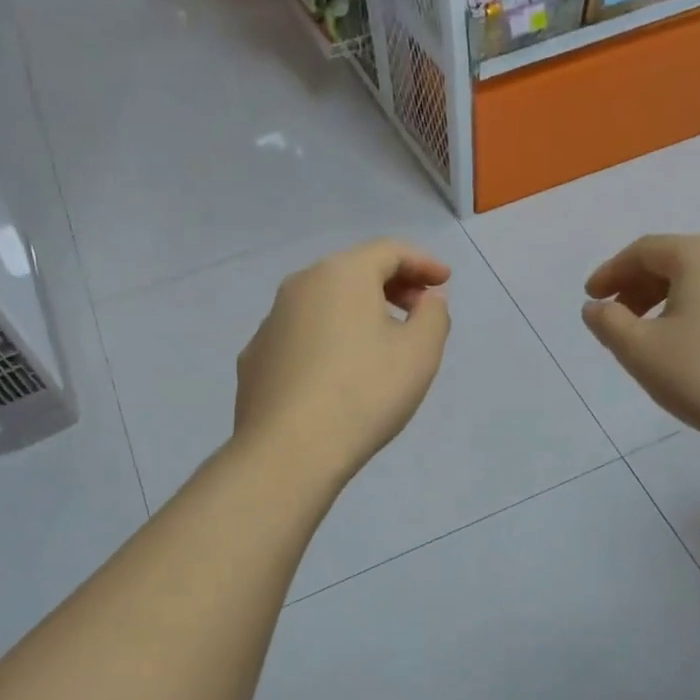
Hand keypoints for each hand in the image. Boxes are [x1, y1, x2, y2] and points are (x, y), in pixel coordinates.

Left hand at [234, 240, 450, 485]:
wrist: (289, 449)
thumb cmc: (364, 393)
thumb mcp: (420, 353)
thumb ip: (433, 315)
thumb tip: (426, 300)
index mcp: (342, 274)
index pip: (389, 250)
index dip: (423, 262)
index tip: (444, 281)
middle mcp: (299, 285)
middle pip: (352, 271)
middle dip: (391, 284)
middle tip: (419, 308)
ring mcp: (270, 321)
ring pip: (323, 302)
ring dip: (357, 311)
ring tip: (380, 341)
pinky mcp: (255, 358)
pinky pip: (300, 335)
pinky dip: (326, 338)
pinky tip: (337, 372)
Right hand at [582, 234, 699, 455]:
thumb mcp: (640, 350)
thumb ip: (608, 322)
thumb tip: (595, 308)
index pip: (643, 251)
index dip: (610, 273)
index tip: (590, 299)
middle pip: (674, 260)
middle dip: (638, 286)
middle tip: (616, 317)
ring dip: (666, 299)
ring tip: (649, 334)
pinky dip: (697, 309)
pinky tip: (690, 343)